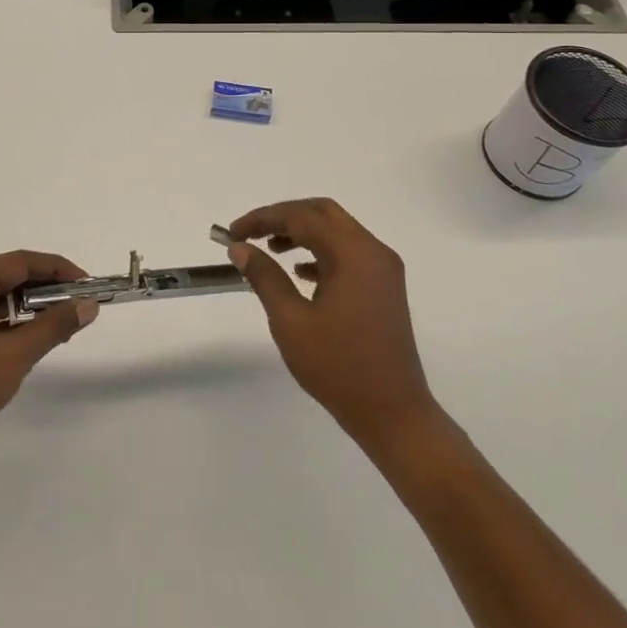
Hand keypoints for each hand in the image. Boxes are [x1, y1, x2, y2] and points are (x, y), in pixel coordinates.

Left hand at [0, 251, 96, 460]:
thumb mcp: (14, 356)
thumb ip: (54, 326)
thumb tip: (89, 306)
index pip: (19, 262)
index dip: (58, 270)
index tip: (88, 285)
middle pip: (5, 276)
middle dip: (44, 291)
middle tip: (78, 307)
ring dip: (26, 308)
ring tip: (59, 325)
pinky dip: (5, 321)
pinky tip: (28, 337)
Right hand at [226, 198, 437, 451]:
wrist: (393, 414)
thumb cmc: (338, 367)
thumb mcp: (291, 321)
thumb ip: (264, 277)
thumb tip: (240, 248)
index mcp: (353, 254)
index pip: (301, 217)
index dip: (263, 218)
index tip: (232, 234)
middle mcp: (373, 252)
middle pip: (323, 213)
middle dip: (283, 216)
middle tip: (251, 233)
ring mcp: (383, 270)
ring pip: (337, 231)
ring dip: (302, 232)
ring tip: (269, 248)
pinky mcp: (384, 288)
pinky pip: (348, 253)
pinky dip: (320, 252)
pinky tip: (299, 272)